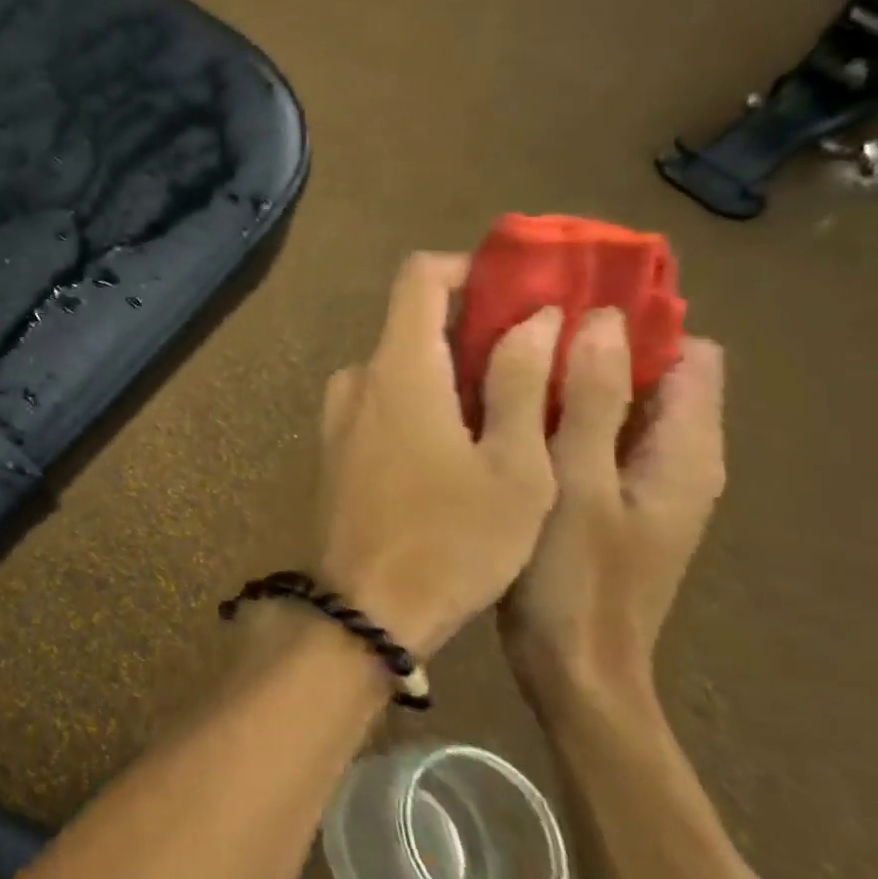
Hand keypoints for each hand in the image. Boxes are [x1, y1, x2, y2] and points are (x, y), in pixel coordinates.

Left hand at [316, 252, 561, 657]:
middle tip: (542, 353)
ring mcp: (338, 411)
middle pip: (413, 321)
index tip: (521, 291)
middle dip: (476, 326)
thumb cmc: (452, 541)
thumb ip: (522, 381)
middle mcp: (357, 377)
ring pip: (402, 365)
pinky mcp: (335, 443)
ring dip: (454, 369)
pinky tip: (468, 440)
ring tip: (517, 402)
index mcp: (396, 368)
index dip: (470, 269)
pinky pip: (384, 399)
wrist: (364, 608)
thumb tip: (536, 316)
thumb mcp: (514, 467)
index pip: (419, 277)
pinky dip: (426, 399)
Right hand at [500, 310, 726, 717]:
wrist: (570, 670)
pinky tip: (496, 405)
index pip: (688, 353)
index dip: (635, 320)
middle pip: (644, 371)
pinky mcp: (597, 492)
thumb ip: (591, 402)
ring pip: (605, 400)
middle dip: (587, 340)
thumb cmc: (576, 579)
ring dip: (561, 374)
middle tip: (516, 322)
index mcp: (684, 450)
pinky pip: (579, 430)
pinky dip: (547, 408)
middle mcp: (670, 455)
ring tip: (497, 353)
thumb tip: (597, 319)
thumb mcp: (579, 485)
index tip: (566, 299)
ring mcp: (632, 477)